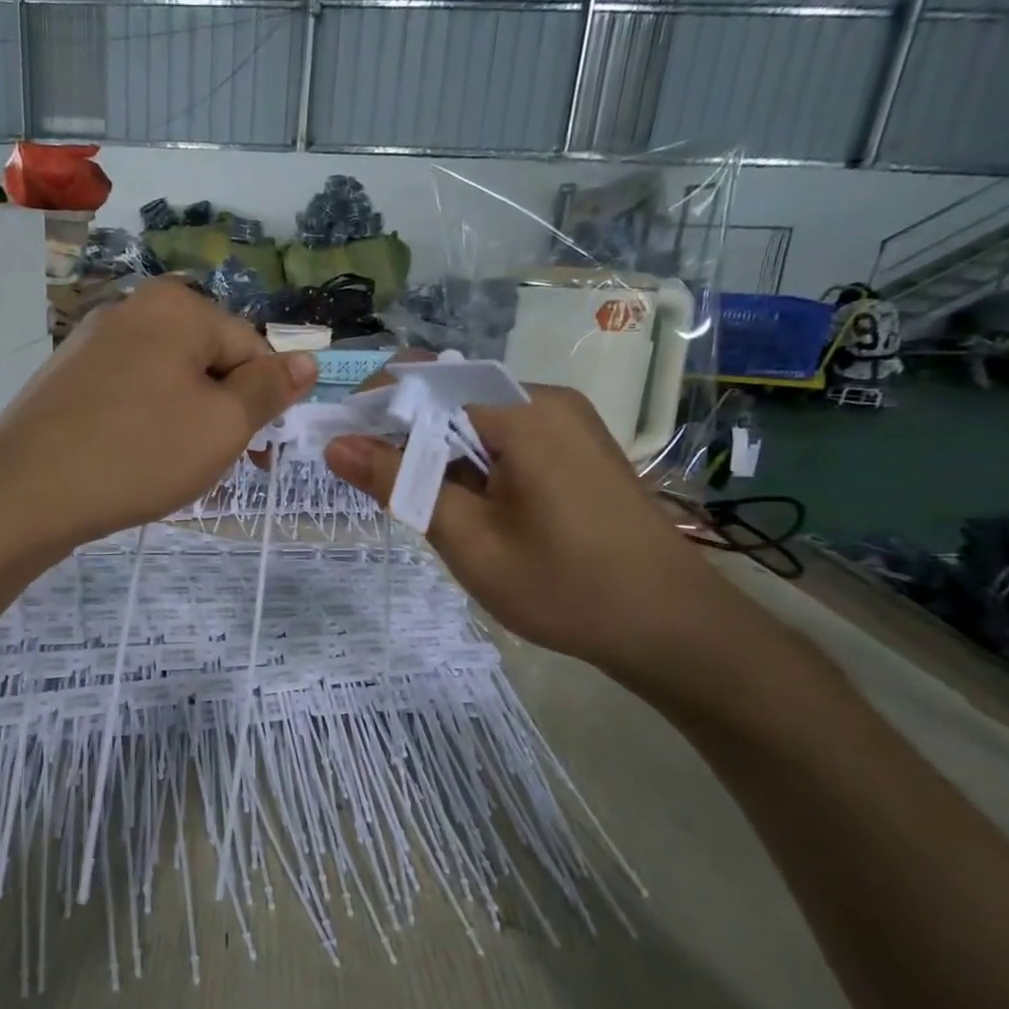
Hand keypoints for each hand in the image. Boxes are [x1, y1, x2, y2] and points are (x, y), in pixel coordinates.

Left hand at [0, 280, 317, 560]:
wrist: (23, 495)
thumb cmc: (138, 455)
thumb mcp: (222, 426)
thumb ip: (269, 390)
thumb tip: (306, 361)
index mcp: (176, 307)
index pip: (251, 347)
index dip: (263, 403)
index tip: (257, 455)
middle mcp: (131, 309)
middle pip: (207, 361)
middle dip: (223, 413)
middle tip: (214, 465)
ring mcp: (90, 344)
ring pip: (168, 383)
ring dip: (186, 424)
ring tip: (172, 470)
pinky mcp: (65, 380)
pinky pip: (129, 397)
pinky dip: (145, 427)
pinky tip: (133, 464)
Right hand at [324, 386, 746, 687]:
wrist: (670, 627)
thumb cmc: (564, 587)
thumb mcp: (467, 539)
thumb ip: (400, 483)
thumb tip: (338, 444)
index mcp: (521, 412)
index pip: (425, 381)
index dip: (374, 408)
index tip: (339, 447)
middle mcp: (546, 400)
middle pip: (449, 396)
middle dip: (404, 436)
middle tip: (378, 491)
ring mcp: (567, 423)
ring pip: (475, 420)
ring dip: (438, 454)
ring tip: (426, 509)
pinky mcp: (577, 448)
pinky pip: (506, 438)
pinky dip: (472, 463)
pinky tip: (470, 508)